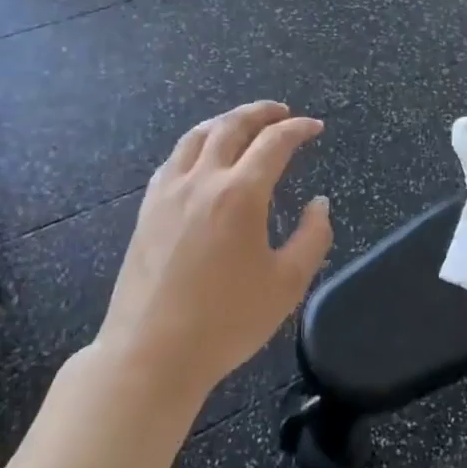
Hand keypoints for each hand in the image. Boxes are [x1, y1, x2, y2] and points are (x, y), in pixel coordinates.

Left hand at [100, 102, 332, 402]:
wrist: (151, 354)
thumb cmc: (227, 321)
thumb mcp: (288, 283)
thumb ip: (313, 236)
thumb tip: (320, 203)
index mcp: (240, 194)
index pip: (274, 143)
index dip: (298, 129)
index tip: (315, 127)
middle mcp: (202, 181)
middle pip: (231, 126)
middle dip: (261, 113)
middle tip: (282, 112)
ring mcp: (168, 193)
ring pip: (196, 136)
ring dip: (225, 121)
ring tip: (244, 124)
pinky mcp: (146, 210)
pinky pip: (174, 159)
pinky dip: (196, 144)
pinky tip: (203, 158)